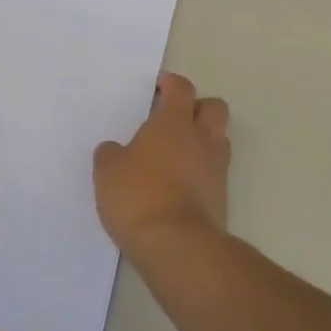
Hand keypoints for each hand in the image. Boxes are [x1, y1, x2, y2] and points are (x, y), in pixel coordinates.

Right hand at [94, 73, 230, 253]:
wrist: (178, 247)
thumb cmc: (139, 196)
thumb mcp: (108, 171)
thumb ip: (112, 154)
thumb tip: (115, 151)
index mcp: (174, 122)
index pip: (182, 89)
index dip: (172, 83)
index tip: (160, 86)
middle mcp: (201, 139)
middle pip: (214, 108)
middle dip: (198, 107)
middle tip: (175, 117)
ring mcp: (216, 170)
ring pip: (219, 141)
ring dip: (203, 141)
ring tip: (177, 154)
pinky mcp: (222, 201)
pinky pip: (215, 174)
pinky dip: (201, 174)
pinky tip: (178, 186)